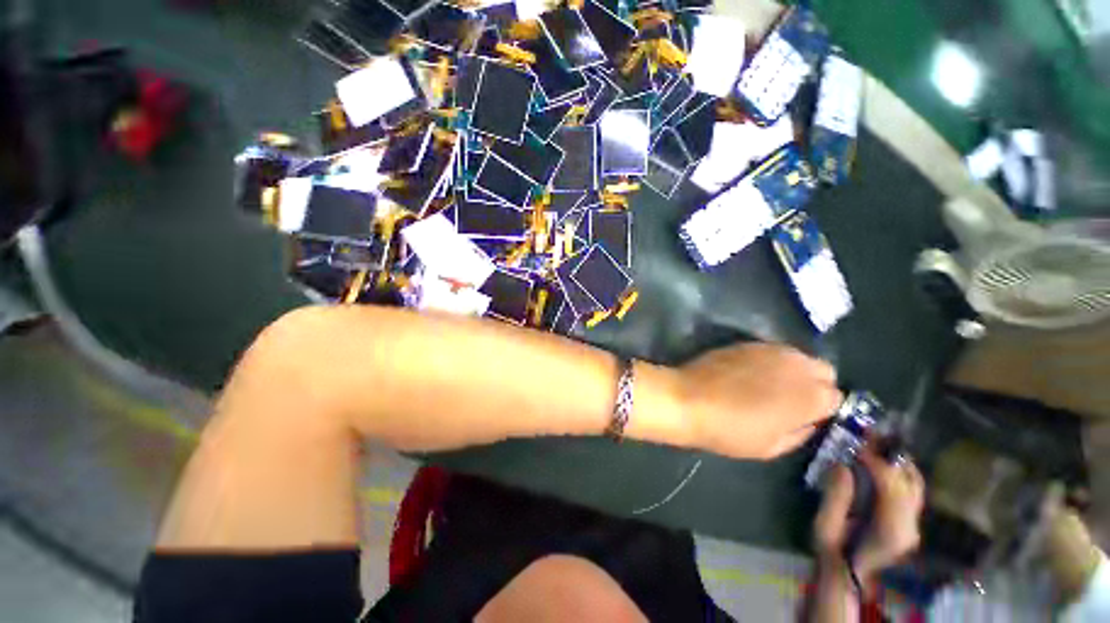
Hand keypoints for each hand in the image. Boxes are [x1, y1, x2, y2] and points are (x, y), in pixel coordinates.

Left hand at [677, 342, 841, 459]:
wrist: (687, 399)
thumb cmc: (730, 429)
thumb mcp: (772, 446)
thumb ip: (802, 432)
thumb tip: (811, 421)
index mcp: (810, 395)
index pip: (838, 397)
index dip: (825, 409)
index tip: (809, 417)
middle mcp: (797, 365)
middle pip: (825, 371)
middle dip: (817, 385)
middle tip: (794, 401)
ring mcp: (771, 349)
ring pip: (800, 356)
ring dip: (796, 370)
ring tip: (773, 386)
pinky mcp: (747, 342)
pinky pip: (773, 350)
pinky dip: (773, 361)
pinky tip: (753, 374)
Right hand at [813, 446, 924, 579]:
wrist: (849, 578)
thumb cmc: (833, 553)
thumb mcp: (825, 527)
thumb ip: (836, 497)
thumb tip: (842, 465)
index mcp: (890, 530)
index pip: (892, 487)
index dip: (877, 461)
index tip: (857, 443)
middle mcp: (910, 526)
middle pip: (909, 482)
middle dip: (890, 454)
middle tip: (867, 434)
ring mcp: (913, 524)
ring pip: (915, 484)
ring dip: (897, 460)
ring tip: (875, 441)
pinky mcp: (910, 521)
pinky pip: (911, 489)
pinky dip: (899, 470)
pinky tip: (883, 460)